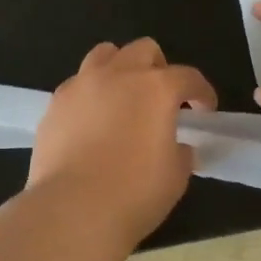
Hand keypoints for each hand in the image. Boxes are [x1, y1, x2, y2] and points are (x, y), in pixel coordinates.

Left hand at [29, 37, 216, 247]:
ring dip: (120, 69)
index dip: (202, 93)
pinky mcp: (55, 104)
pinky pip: (77, 84)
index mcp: (157, 88)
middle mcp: (119, 75)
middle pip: (144, 51)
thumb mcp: (175, 176)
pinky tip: (92, 121)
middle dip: (159, 69)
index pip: (189, 77)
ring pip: (104, 55)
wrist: (72, 209)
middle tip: (161, 100)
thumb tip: (176, 146)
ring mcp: (82, 85)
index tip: (205, 110)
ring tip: (122, 98)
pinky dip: (90, 94)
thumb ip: (180, 152)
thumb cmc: (134, 193)